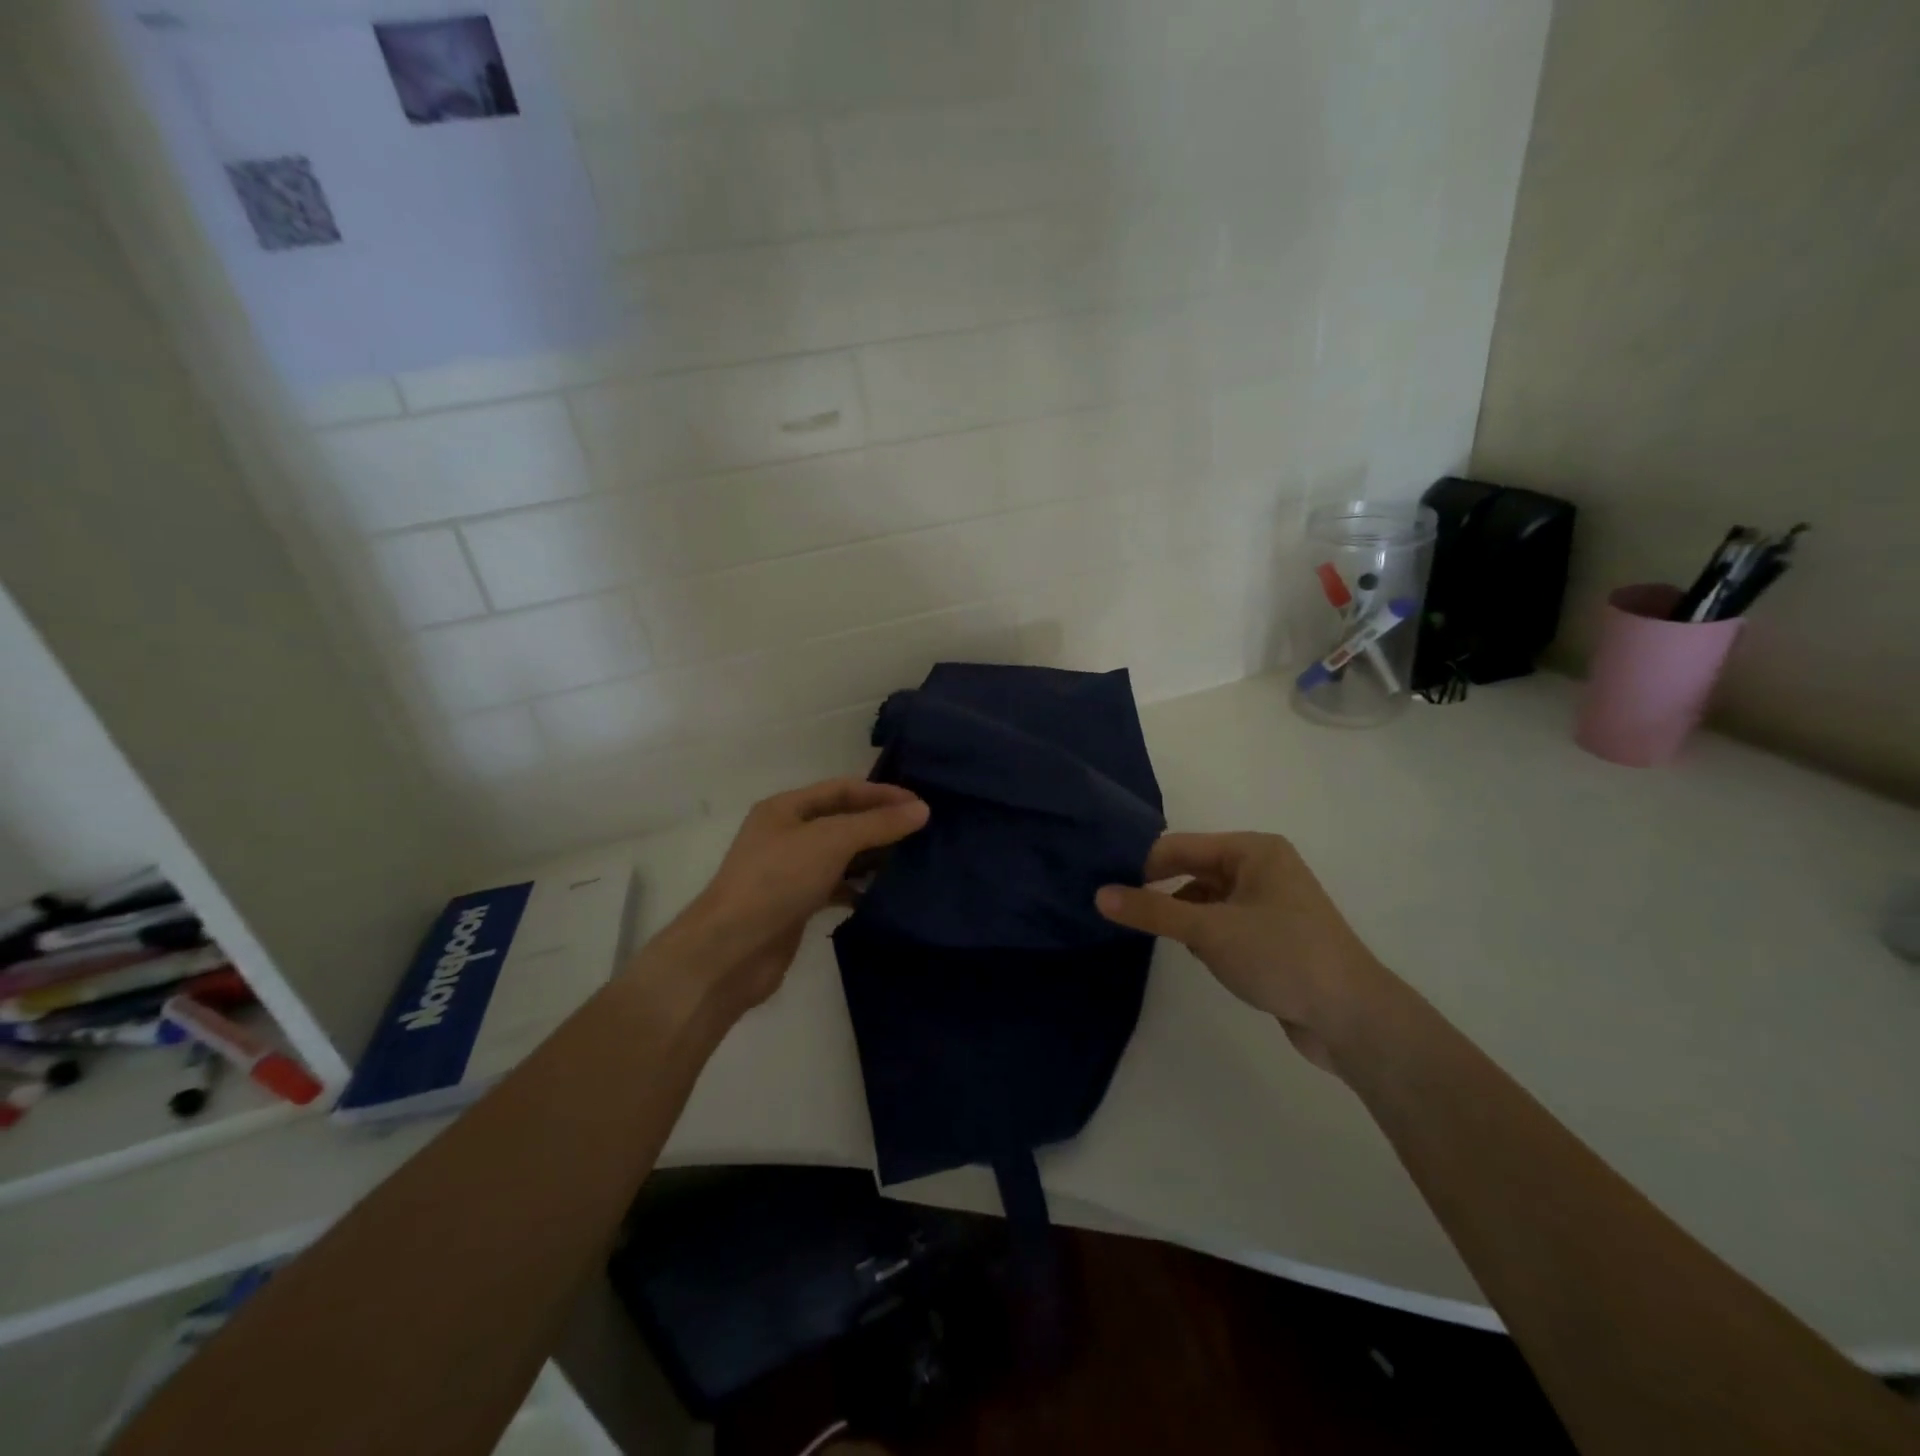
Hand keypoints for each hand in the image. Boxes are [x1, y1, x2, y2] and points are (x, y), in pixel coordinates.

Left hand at [653, 778, 928, 1016]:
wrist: (732, 950)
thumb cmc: (778, 880)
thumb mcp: (831, 841)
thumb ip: (877, 824)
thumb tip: (922, 809)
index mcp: (785, 808)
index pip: (842, 789)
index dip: (881, 793)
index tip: (920, 804)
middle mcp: (786, 835)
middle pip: (841, 821)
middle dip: (879, 824)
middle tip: (922, 832)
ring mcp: (790, 872)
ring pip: (840, 856)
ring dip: (872, 857)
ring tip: (911, 860)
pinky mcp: (796, 905)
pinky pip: (835, 887)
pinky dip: (858, 888)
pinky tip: (882, 894)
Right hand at [1095, 832, 1394, 1072]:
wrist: (1353, 1018)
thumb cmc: (1281, 956)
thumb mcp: (1209, 930)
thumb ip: (1152, 910)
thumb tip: (1099, 895)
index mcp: (1253, 850)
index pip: (1180, 847)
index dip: (1141, 865)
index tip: (1102, 885)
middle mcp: (1262, 867)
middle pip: (1193, 870)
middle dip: (1160, 890)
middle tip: (1114, 907)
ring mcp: (1269, 903)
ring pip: (1206, 899)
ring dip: (1182, 916)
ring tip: (1152, 934)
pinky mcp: (1272, 935)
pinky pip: (1223, 922)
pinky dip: (1204, 934)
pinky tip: (1197, 956)